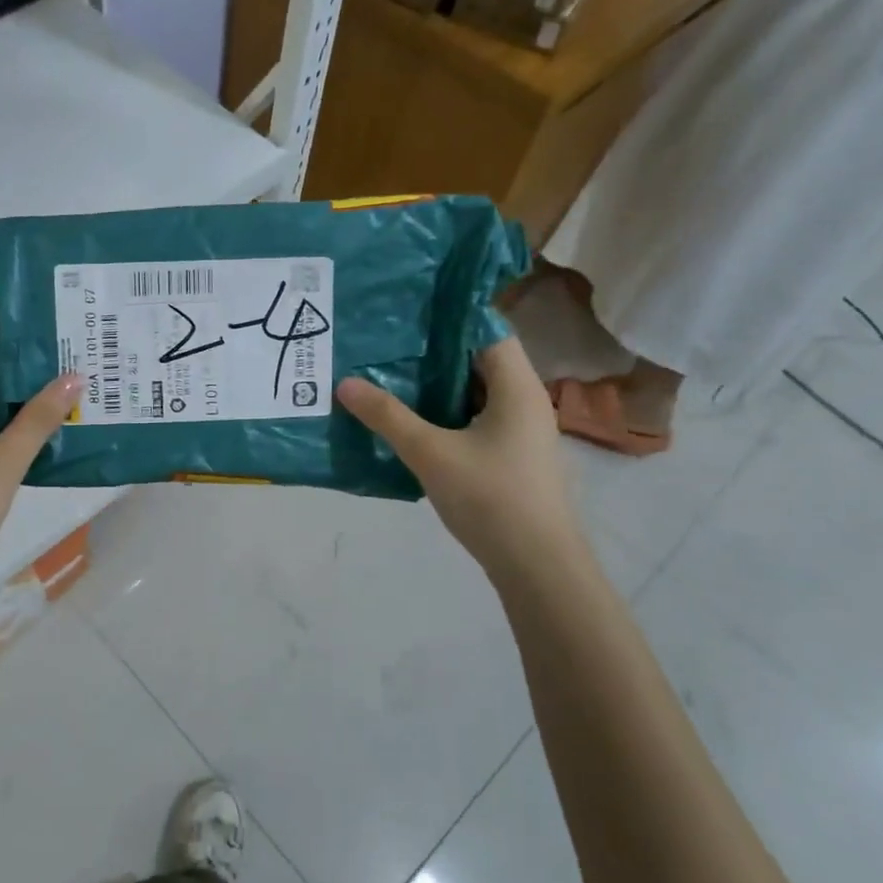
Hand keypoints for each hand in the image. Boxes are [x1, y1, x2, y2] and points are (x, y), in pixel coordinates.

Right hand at [337, 337, 583, 582]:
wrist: (537, 567)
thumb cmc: (491, 498)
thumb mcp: (430, 453)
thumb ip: (387, 416)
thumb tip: (345, 383)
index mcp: (517, 388)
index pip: (488, 331)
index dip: (449, 318)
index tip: (406, 315)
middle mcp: (525, 402)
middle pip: (479, 361)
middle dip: (434, 353)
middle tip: (387, 346)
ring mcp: (520, 432)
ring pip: (475, 393)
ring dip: (437, 387)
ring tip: (390, 378)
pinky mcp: (511, 457)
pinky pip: (475, 420)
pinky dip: (446, 414)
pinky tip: (411, 423)